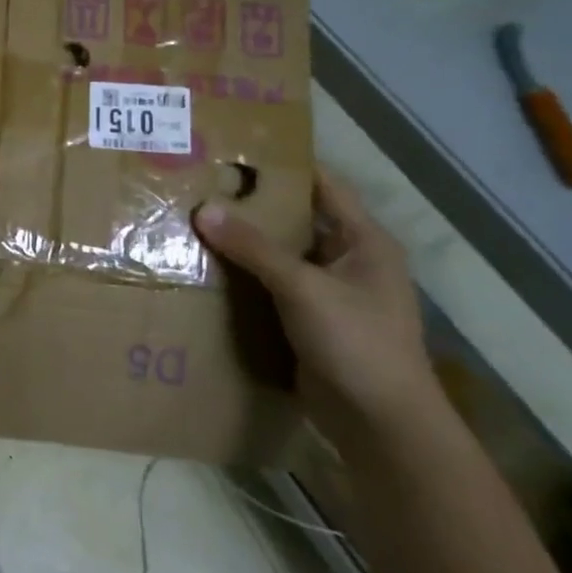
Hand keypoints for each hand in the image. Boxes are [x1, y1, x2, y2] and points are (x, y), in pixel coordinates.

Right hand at [194, 171, 436, 440]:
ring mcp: (327, 291)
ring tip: (192, 219)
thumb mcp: (304, 289)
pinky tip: (205, 267)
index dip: (283, 165)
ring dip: (242, 242)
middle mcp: (346, 259)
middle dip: (251, 204)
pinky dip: (243, 275)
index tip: (235, 149)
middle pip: (294, 219)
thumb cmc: (357, 343)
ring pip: (278, 254)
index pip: (322, 185)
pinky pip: (270, 285)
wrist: (379, 423)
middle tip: (199, 184)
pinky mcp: (307, 319)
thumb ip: (254, 248)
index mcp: (363, 241)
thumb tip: (203, 209)